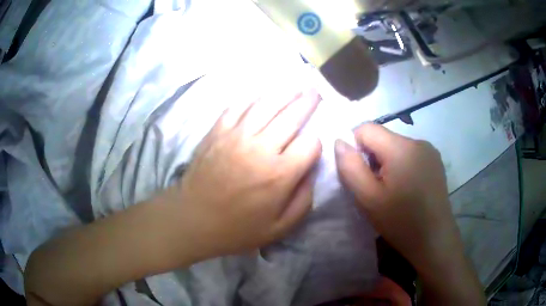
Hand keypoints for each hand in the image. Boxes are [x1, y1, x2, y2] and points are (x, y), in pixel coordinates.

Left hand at [160, 89, 322, 259]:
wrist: (192, 219)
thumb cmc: (236, 228)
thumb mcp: (279, 228)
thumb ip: (303, 200)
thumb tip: (312, 171)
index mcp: (279, 174)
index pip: (310, 144)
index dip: (316, 143)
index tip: (312, 147)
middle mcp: (261, 148)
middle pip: (291, 116)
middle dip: (307, 102)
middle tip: (315, 91)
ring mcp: (236, 136)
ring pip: (266, 105)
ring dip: (284, 93)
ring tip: (295, 86)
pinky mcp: (217, 131)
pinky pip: (238, 107)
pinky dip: (252, 97)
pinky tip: (261, 93)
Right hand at [333, 124, 458, 272]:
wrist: (434, 240)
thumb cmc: (400, 222)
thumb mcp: (368, 198)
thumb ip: (350, 167)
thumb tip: (340, 141)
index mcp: (401, 147)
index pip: (366, 128)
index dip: (355, 147)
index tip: (360, 174)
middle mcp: (417, 141)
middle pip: (382, 137)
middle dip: (372, 157)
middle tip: (375, 187)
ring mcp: (429, 150)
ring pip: (396, 146)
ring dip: (387, 162)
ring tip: (392, 190)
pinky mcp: (435, 161)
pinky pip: (410, 154)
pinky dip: (401, 165)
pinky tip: (407, 188)